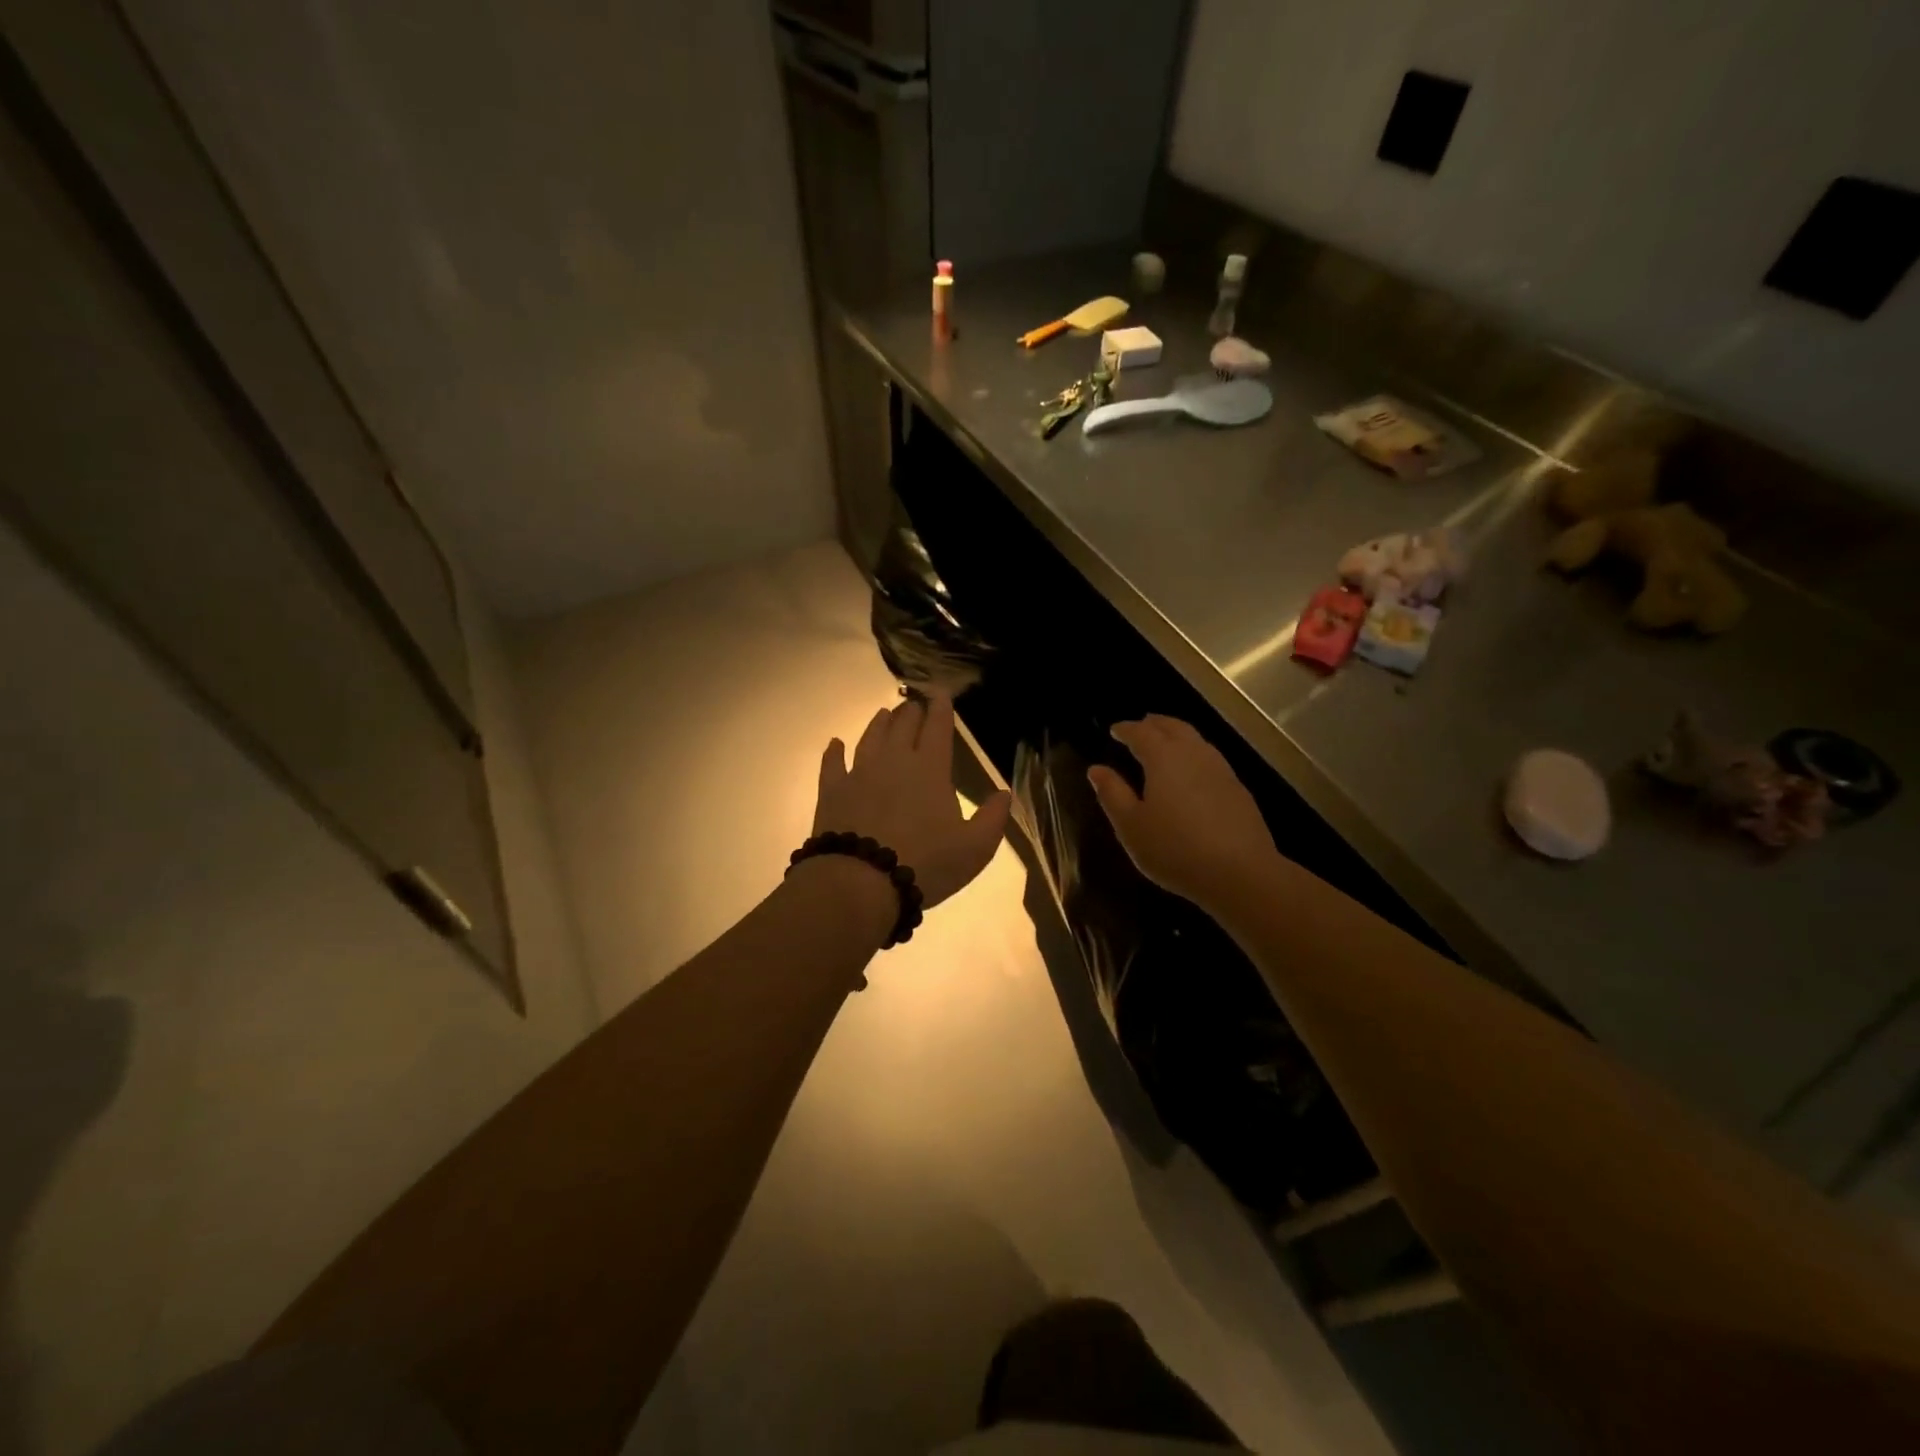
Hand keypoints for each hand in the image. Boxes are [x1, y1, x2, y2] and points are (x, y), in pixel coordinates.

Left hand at [814, 693, 1011, 910]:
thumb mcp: (974, 848)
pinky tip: (835, 744)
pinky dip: (834, 752)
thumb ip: (993, 818)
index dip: (941, 708)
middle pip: (903, 726)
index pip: (937, 729)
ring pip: (870, 738)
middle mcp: (894, 761)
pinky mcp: (832, 791)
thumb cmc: (925, 864)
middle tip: (914, 703)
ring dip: (879, 723)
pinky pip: (833, 764)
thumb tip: (1004, 793)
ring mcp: (859, 773)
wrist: (860, 882)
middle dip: (911, 711)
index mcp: (930, 769)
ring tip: (884, 713)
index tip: (940, 693)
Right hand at [1088, 716, 1276, 910]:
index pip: (1141, 733)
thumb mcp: (1131, 825)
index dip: (1126, 729)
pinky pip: (1210, 758)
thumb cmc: (1174, 849)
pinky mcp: (1238, 789)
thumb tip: (1096, 769)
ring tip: (1165, 741)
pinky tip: (1193, 770)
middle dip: (1155, 724)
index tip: (1114, 730)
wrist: (1240, 873)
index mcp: (1163, 758)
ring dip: (1177, 734)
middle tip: (1141, 725)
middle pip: (1173, 727)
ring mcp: (1220, 770)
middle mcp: (1193, 754)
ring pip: (1196, 740)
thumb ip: (1112, 794)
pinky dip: (1195, 753)